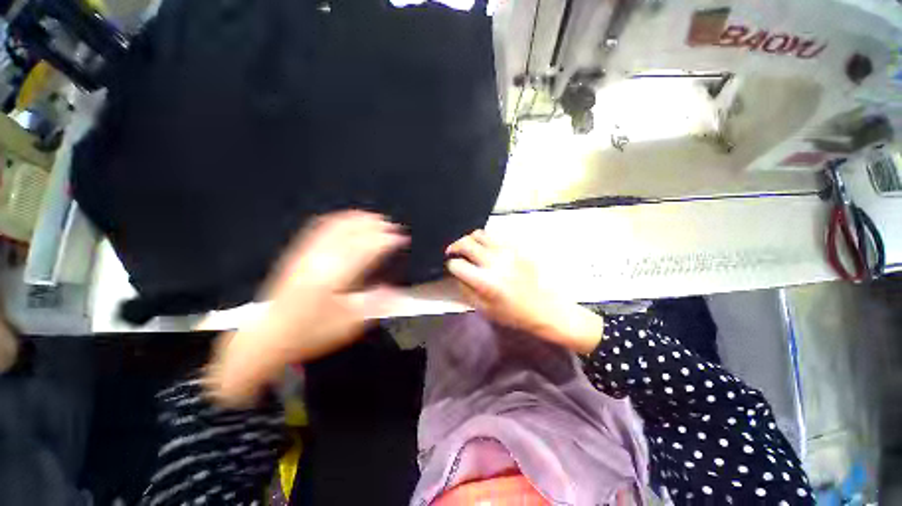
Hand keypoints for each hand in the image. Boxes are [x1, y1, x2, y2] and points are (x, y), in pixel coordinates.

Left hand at [207, 211, 407, 406]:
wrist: (269, 335)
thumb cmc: (311, 332)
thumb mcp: (348, 325)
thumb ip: (375, 304)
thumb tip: (395, 290)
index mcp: (336, 276)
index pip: (367, 249)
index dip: (387, 241)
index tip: (401, 238)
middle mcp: (322, 259)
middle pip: (353, 233)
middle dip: (375, 226)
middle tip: (391, 226)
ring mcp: (308, 253)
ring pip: (336, 226)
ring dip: (358, 219)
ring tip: (374, 217)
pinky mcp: (298, 254)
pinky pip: (319, 228)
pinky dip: (337, 220)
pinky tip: (346, 219)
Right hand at [446, 230, 602, 353]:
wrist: (545, 307)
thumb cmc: (514, 313)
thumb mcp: (484, 310)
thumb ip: (466, 290)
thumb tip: (457, 274)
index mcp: (486, 281)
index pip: (457, 264)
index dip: (450, 265)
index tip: (452, 268)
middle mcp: (495, 262)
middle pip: (466, 243)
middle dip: (454, 246)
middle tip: (453, 252)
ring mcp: (508, 251)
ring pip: (480, 234)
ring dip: (470, 239)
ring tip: (469, 248)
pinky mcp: (517, 248)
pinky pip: (496, 236)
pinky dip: (486, 240)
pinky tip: (487, 249)